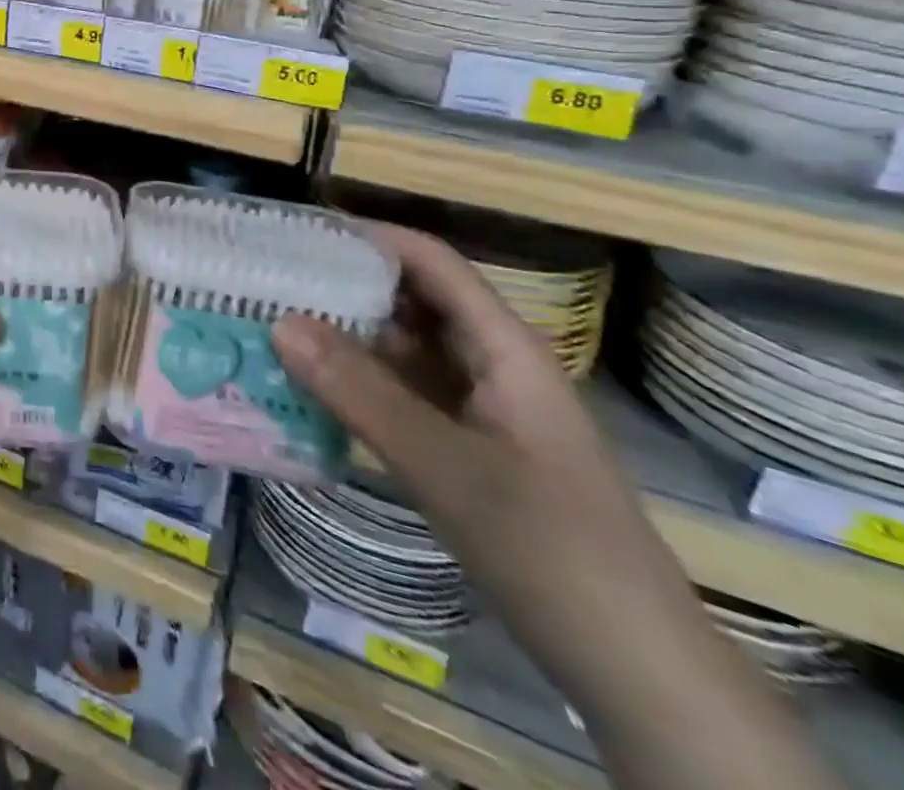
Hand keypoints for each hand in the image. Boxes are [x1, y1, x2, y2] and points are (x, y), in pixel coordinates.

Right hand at [269, 223, 714, 717]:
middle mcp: (489, 364)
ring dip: (343, 336)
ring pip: (402, 349)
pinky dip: (356, 384)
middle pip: (410, 300)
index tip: (298, 233)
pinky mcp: (464, 447)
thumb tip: (278, 322)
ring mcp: (478, 408)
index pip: (430, 262)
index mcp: (503, 347)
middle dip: (343, 284)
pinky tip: (307, 389)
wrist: (636, 671)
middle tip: (267, 281)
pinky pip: (400, 395)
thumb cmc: (552, 550)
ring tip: (271, 326)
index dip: (368, 237)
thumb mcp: (446, 467)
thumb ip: (361, 392)